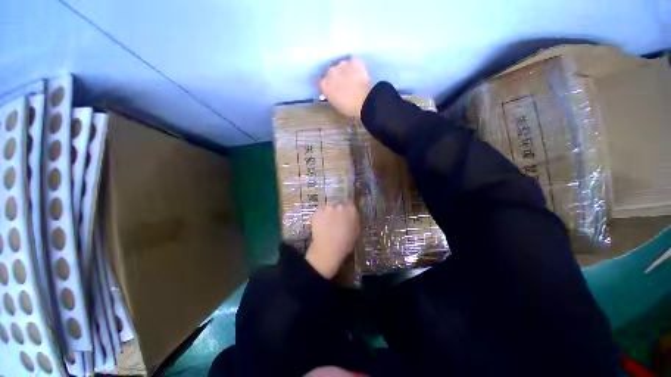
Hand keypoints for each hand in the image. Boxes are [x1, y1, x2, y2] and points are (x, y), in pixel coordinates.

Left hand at [306, 201, 359, 278]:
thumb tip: (352, 215)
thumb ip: (354, 220)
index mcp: (351, 210)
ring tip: (327, 224)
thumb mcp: (356, 231)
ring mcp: (327, 208)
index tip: (345, 212)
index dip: (347, 207)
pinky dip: (320, 217)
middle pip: (338, 204)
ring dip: (328, 213)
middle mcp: (339, 205)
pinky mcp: (317, 211)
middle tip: (336, 220)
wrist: (327, 250)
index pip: (350, 202)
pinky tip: (321, 225)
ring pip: (328, 208)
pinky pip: (319, 212)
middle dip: (337, 210)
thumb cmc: (345, 244)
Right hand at [318, 57, 372, 117]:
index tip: (332, 88)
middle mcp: (330, 71)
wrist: (365, 101)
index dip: (328, 85)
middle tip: (343, 84)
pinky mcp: (353, 60)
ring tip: (352, 78)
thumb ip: (330, 94)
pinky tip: (358, 73)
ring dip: (344, 70)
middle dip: (335, 76)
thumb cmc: (349, 107)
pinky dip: (354, 66)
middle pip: (330, 72)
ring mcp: (341, 64)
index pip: (322, 82)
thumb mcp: (335, 103)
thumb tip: (333, 91)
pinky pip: (352, 62)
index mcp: (324, 84)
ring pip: (341, 65)